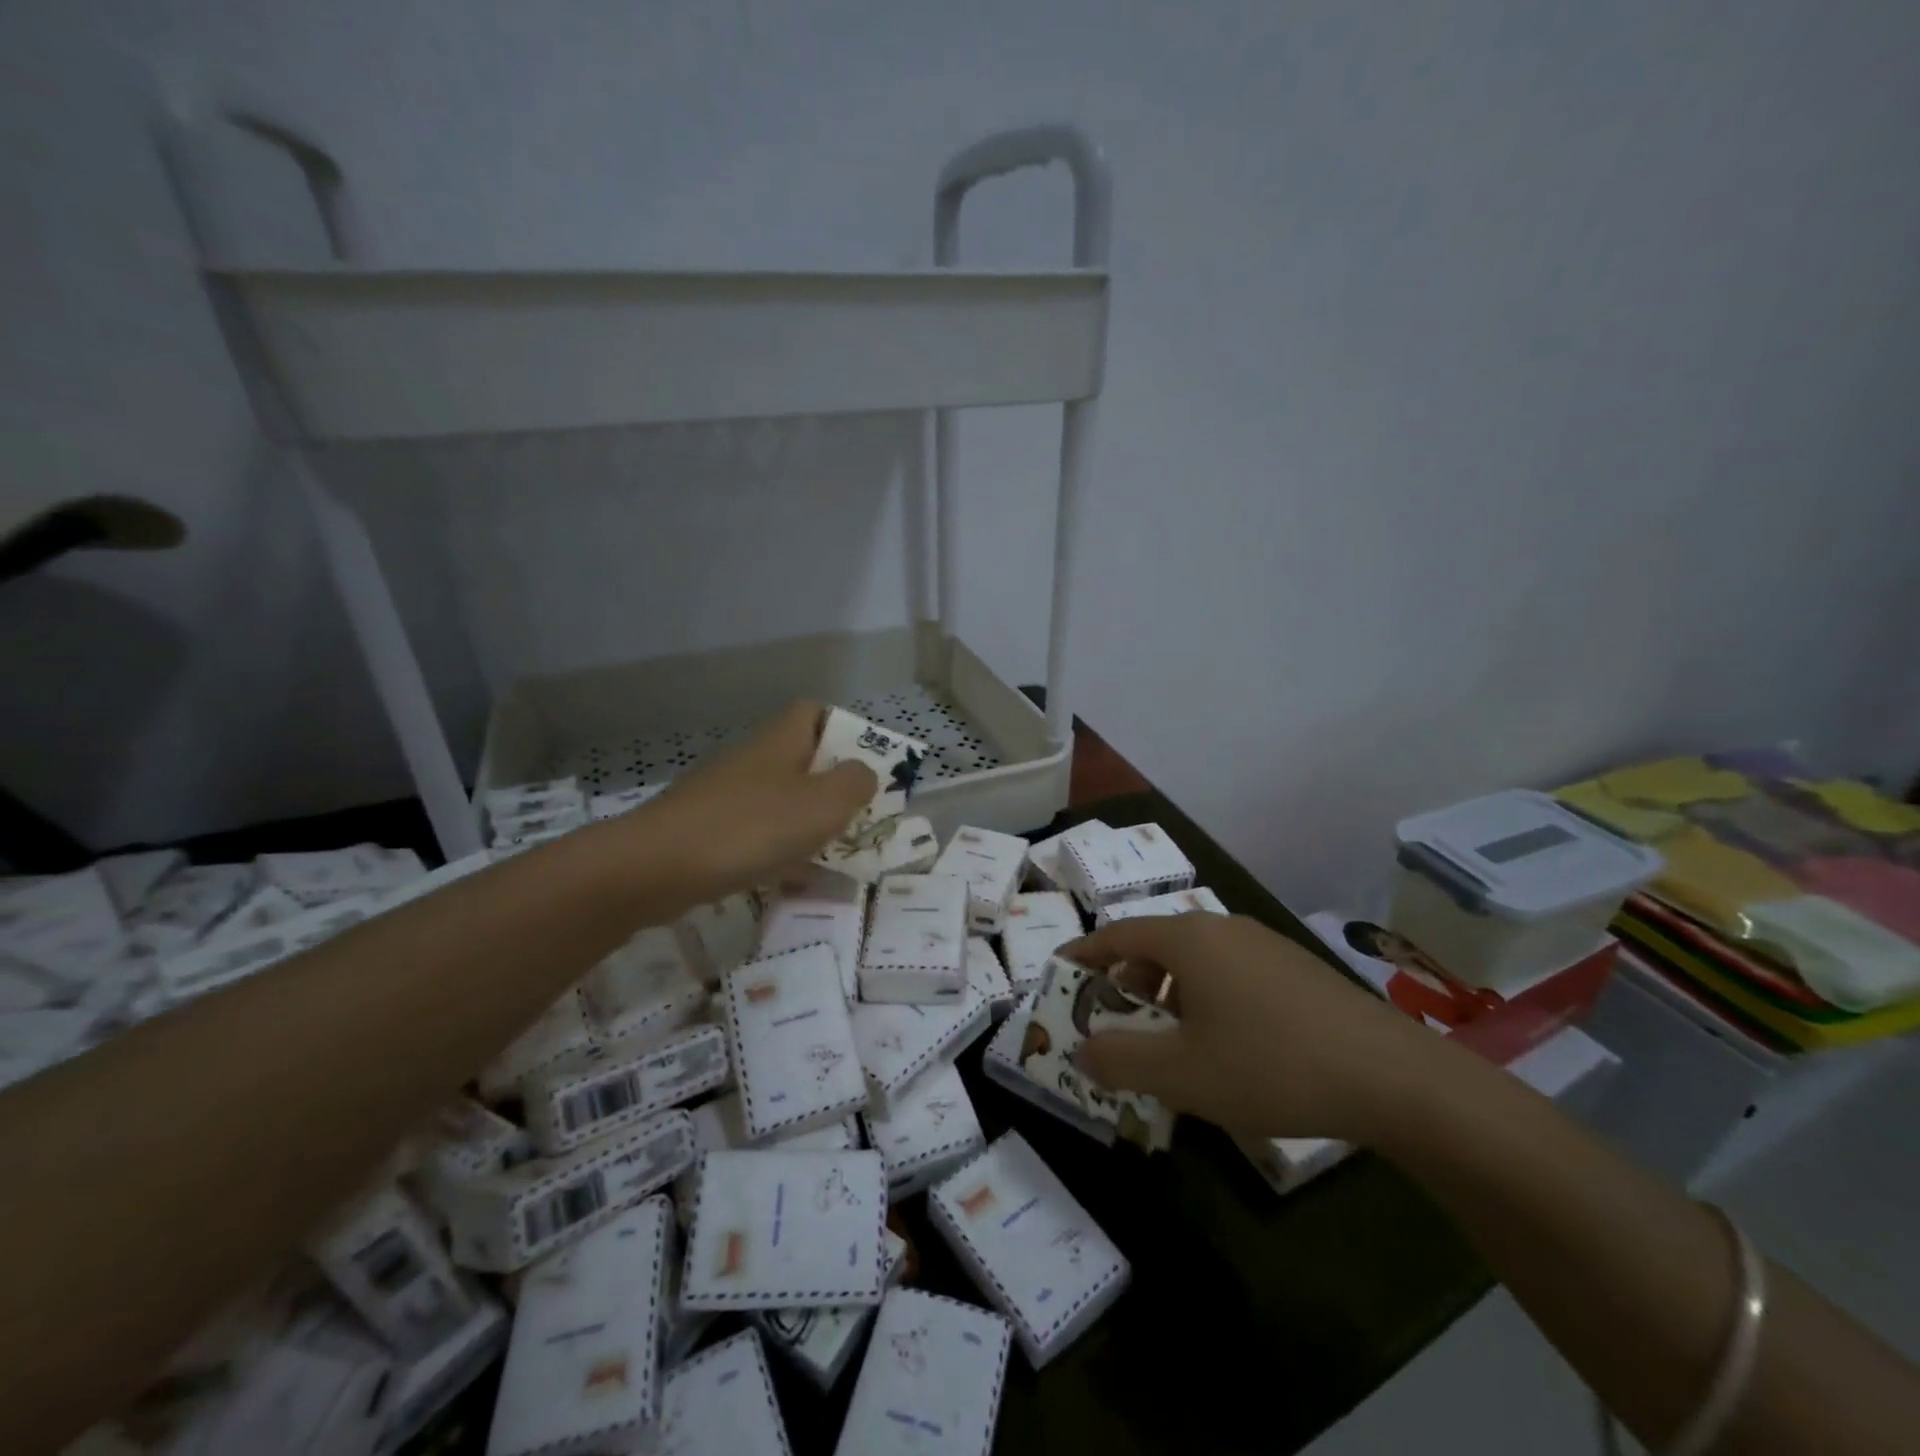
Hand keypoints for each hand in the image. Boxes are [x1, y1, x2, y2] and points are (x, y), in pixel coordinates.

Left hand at [623, 702, 876, 902]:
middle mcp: (753, 760)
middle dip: (834, 788)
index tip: (868, 764)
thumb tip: (863, 774)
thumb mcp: (823, 804)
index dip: (845, 731)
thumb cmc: (751, 827)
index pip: (815, 713)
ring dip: (809, 825)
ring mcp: (726, 796)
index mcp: (781, 741)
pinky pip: (757, 836)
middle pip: (802, 761)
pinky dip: (780, 854)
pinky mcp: (707, 831)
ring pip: (781, 802)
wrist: (655, 867)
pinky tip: (793, 882)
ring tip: (837, 855)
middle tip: (861, 817)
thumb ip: (856, 783)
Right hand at [1068, 914, 1441, 1142]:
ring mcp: (1263, 943)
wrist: (1392, 1077)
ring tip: (1169, 1041)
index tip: (1060, 973)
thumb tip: (1082, 1052)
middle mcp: (1221, 927)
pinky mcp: (1294, 967)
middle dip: (1125, 982)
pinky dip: (1205, 997)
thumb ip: (1119, 1061)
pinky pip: (1229, 971)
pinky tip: (1225, 1044)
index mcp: (1187, 939)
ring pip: (1194, 959)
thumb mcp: (1181, 1074)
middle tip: (1115, 1022)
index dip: (1083, 954)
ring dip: (1167, 993)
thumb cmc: (1270, 1066)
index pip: (1116, 934)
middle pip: (1154, 944)